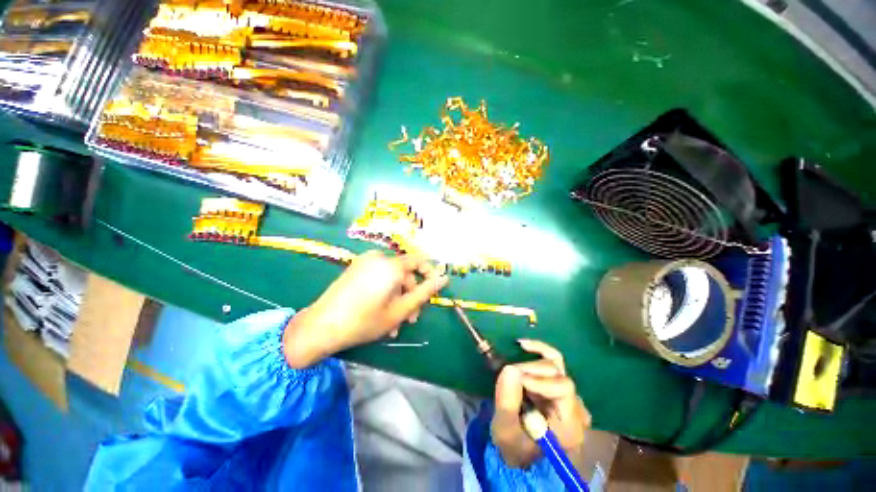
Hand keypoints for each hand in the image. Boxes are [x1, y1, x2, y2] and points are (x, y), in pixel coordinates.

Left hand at [283, 250, 448, 367]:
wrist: (320, 327)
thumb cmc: (364, 321)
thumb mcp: (400, 310)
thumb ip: (425, 292)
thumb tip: (444, 278)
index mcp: (391, 265)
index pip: (420, 260)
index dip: (429, 274)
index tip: (431, 293)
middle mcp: (379, 257)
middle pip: (405, 272)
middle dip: (411, 295)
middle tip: (411, 318)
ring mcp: (365, 262)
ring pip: (392, 277)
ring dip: (398, 298)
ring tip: (394, 323)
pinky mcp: (356, 268)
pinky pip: (379, 277)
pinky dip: (385, 292)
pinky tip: (382, 313)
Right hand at [491, 340, 590, 468]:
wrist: (520, 453)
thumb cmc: (514, 447)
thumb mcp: (505, 431)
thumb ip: (507, 402)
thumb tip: (510, 369)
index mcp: (570, 425)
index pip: (563, 388)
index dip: (538, 379)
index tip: (516, 379)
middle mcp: (576, 408)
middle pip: (559, 374)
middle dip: (531, 370)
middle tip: (510, 374)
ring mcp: (569, 395)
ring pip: (557, 363)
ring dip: (533, 359)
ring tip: (515, 357)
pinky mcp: (558, 386)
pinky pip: (553, 361)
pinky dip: (538, 350)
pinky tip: (524, 345)